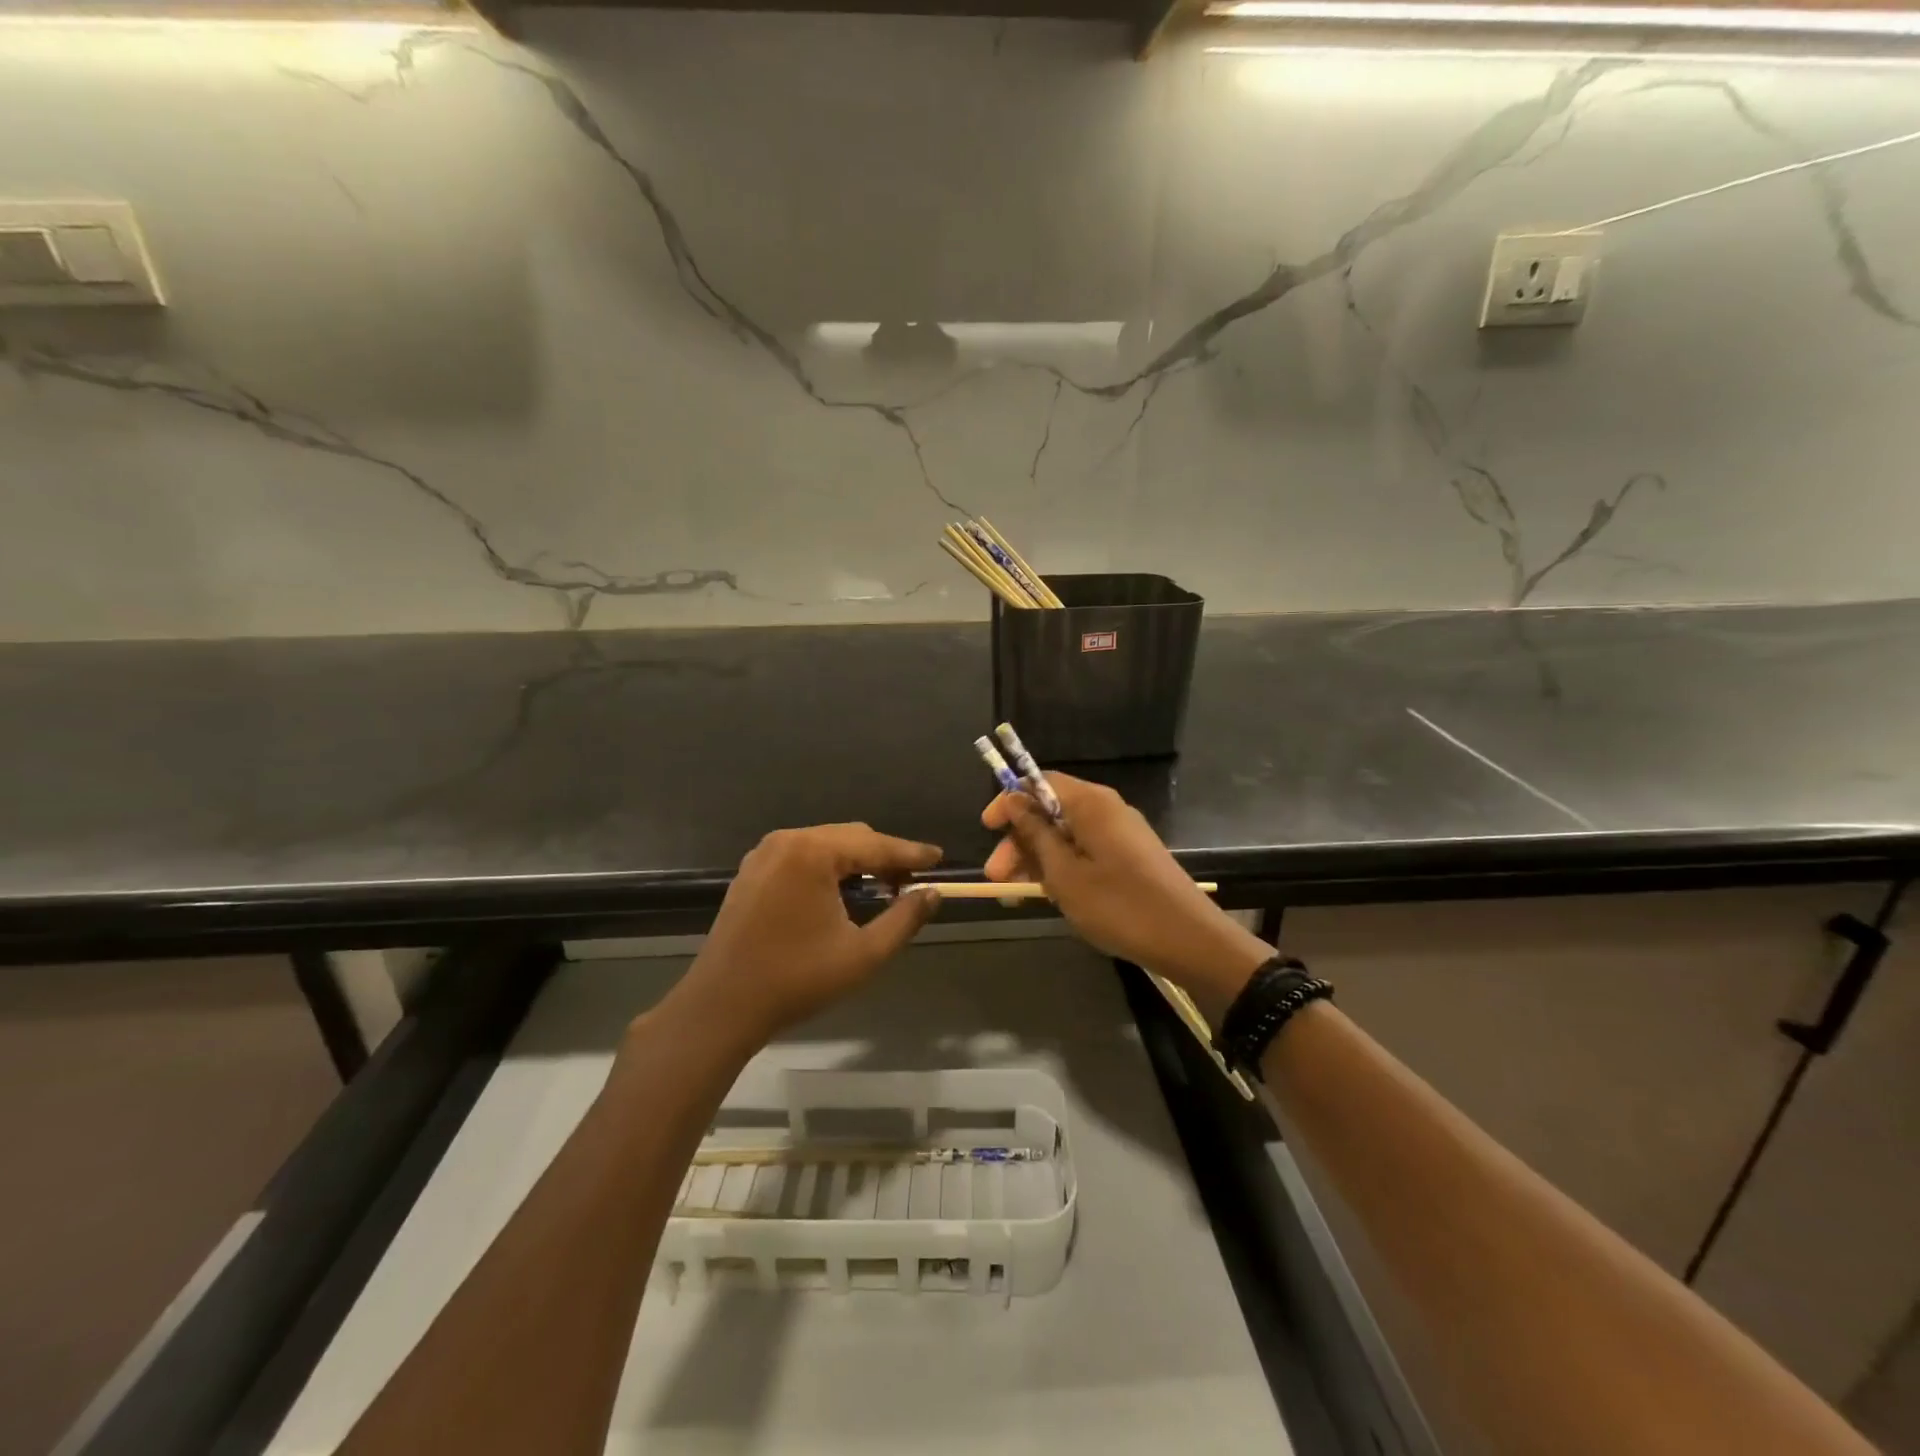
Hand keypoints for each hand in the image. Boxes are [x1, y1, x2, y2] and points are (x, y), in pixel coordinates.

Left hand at [670, 824, 941, 1046]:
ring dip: (856, 861)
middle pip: (850, 837)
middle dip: (884, 856)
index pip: (875, 844)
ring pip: (826, 844)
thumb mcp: (863, 954)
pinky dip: (828, 867)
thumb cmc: (796, 980)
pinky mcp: (751, 871)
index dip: (911, 853)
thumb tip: (932, 894)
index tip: (939, 859)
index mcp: (813, 853)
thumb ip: (904, 918)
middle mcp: (787, 841)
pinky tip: (841, 893)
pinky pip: (802, 856)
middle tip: (911, 883)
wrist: (721, 1007)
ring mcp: (764, 854)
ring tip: (882, 888)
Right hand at [984, 775, 1268, 1001]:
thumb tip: (1014, 800)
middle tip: (997, 878)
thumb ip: (1036, 834)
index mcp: (1090, 803)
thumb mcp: (1065, 874)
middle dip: (1019, 841)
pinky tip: (1048, 896)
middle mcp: (1106, 809)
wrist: (1188, 940)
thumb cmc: (1119, 905)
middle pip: (1050, 811)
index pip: (1040, 782)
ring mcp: (1119, 834)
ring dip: (1037, 860)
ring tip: (1016, 895)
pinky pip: (1084, 851)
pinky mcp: (1128, 857)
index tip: (987, 829)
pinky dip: (1062, 868)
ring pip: (1065, 835)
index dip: (1009, 801)